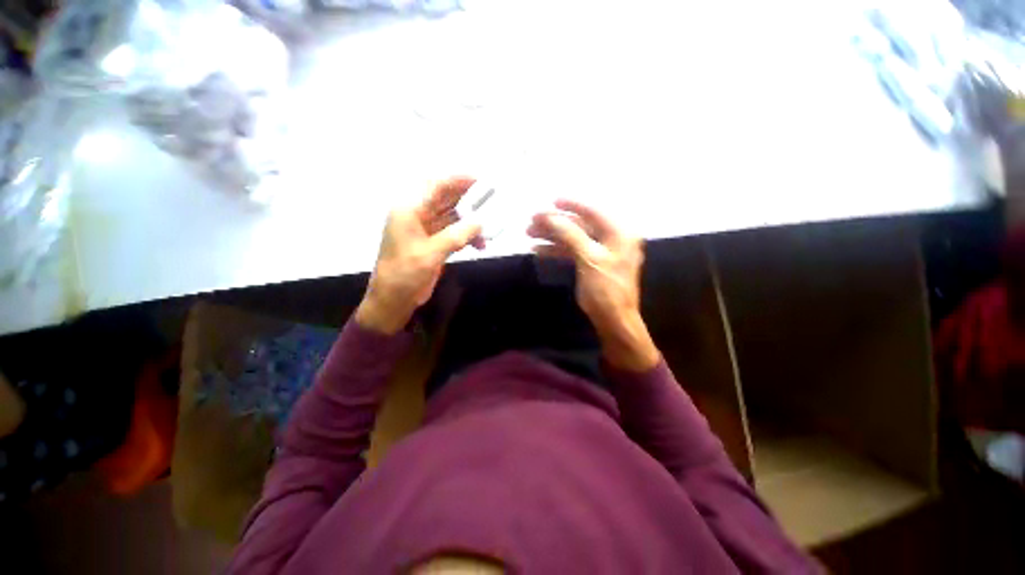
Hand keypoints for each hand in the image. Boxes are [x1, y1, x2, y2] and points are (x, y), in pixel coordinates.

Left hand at [356, 177, 482, 334]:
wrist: (393, 300)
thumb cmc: (405, 273)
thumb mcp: (431, 253)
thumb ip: (457, 235)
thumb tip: (481, 222)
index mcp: (409, 210)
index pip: (435, 186)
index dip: (458, 180)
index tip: (480, 179)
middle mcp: (417, 215)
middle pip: (446, 199)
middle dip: (468, 200)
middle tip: (491, 200)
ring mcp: (426, 230)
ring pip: (452, 217)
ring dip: (470, 221)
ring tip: (490, 227)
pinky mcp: (433, 244)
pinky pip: (454, 233)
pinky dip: (467, 237)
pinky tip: (480, 245)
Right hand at [528, 200, 659, 371]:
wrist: (613, 320)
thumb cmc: (605, 289)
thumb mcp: (589, 259)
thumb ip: (571, 235)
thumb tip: (551, 216)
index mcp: (619, 233)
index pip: (593, 211)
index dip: (571, 205)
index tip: (551, 201)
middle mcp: (612, 238)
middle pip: (580, 225)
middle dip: (555, 223)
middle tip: (532, 222)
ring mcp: (601, 251)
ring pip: (573, 238)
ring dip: (552, 236)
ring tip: (529, 234)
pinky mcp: (592, 263)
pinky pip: (573, 251)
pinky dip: (557, 250)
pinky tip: (539, 249)